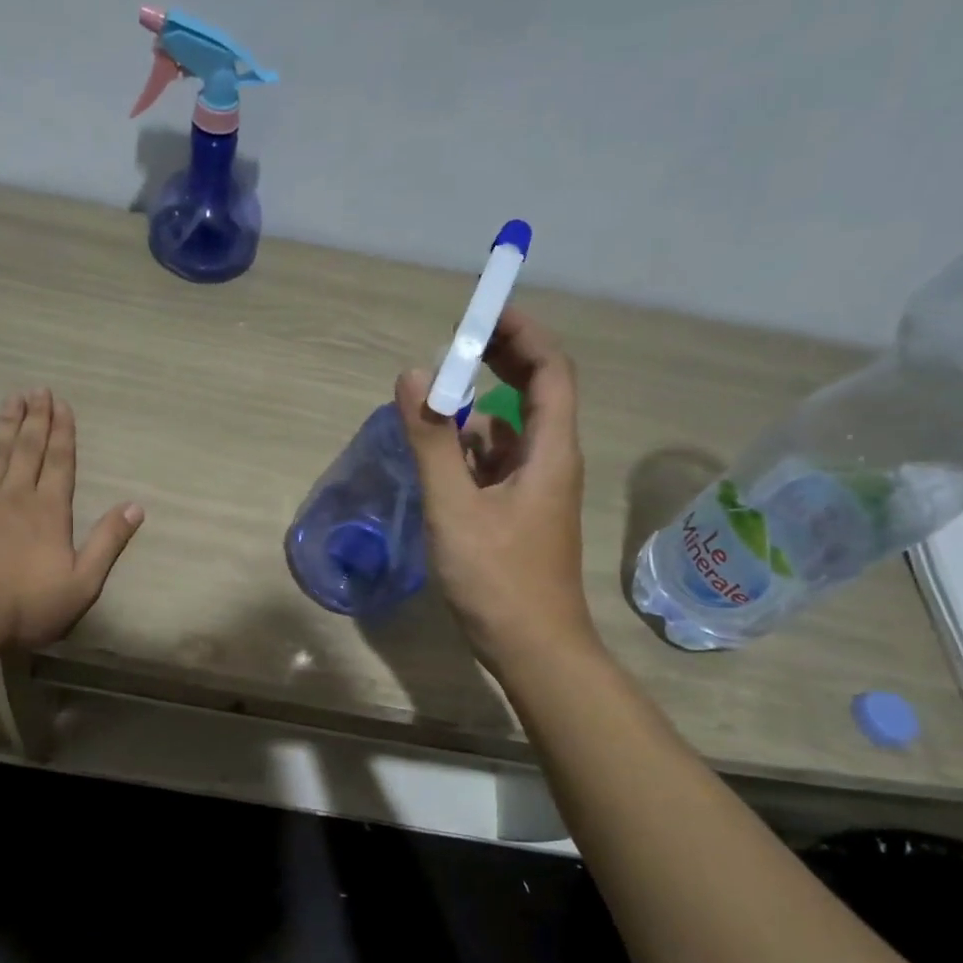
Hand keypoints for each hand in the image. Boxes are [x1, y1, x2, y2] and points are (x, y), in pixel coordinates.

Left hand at [0, 389, 142, 654]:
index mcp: (50, 511)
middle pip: (28, 448)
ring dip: (6, 423)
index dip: (63, 432)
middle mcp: (16, 494)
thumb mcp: (83, 583)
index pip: (59, 462)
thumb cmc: (27, 605)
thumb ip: (108, 542)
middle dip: (36, 418)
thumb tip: (136, 506)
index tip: (62, 405)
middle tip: (38, 390)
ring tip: (12, 398)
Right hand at [395, 309, 595, 666]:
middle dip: (503, 360)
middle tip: (459, 340)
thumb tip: (411, 377)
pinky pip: (498, 464)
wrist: (534, 650)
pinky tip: (441, 456)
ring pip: (512, 431)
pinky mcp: (520, 514)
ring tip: (436, 399)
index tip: (485, 311)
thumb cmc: (498, 580)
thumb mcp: (455, 508)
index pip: (551, 372)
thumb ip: (432, 442)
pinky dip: (472, 448)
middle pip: (538, 393)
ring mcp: (537, 490)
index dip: (523, 334)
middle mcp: (551, 462)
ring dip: (480, 407)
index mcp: (549, 452)